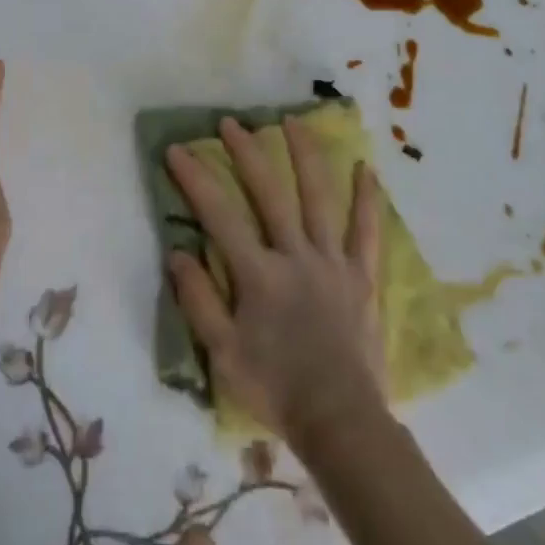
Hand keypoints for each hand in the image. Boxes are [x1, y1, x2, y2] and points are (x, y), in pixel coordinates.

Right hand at [165, 116, 385, 441]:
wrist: (341, 422)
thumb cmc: (275, 388)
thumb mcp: (222, 353)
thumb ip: (199, 299)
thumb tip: (178, 252)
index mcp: (258, 275)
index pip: (219, 215)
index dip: (196, 180)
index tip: (177, 151)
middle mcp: (295, 256)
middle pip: (270, 193)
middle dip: (247, 154)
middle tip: (230, 123)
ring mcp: (333, 262)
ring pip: (319, 198)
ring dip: (305, 156)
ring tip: (293, 122)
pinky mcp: (361, 276)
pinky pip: (366, 231)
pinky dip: (366, 199)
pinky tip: (366, 168)